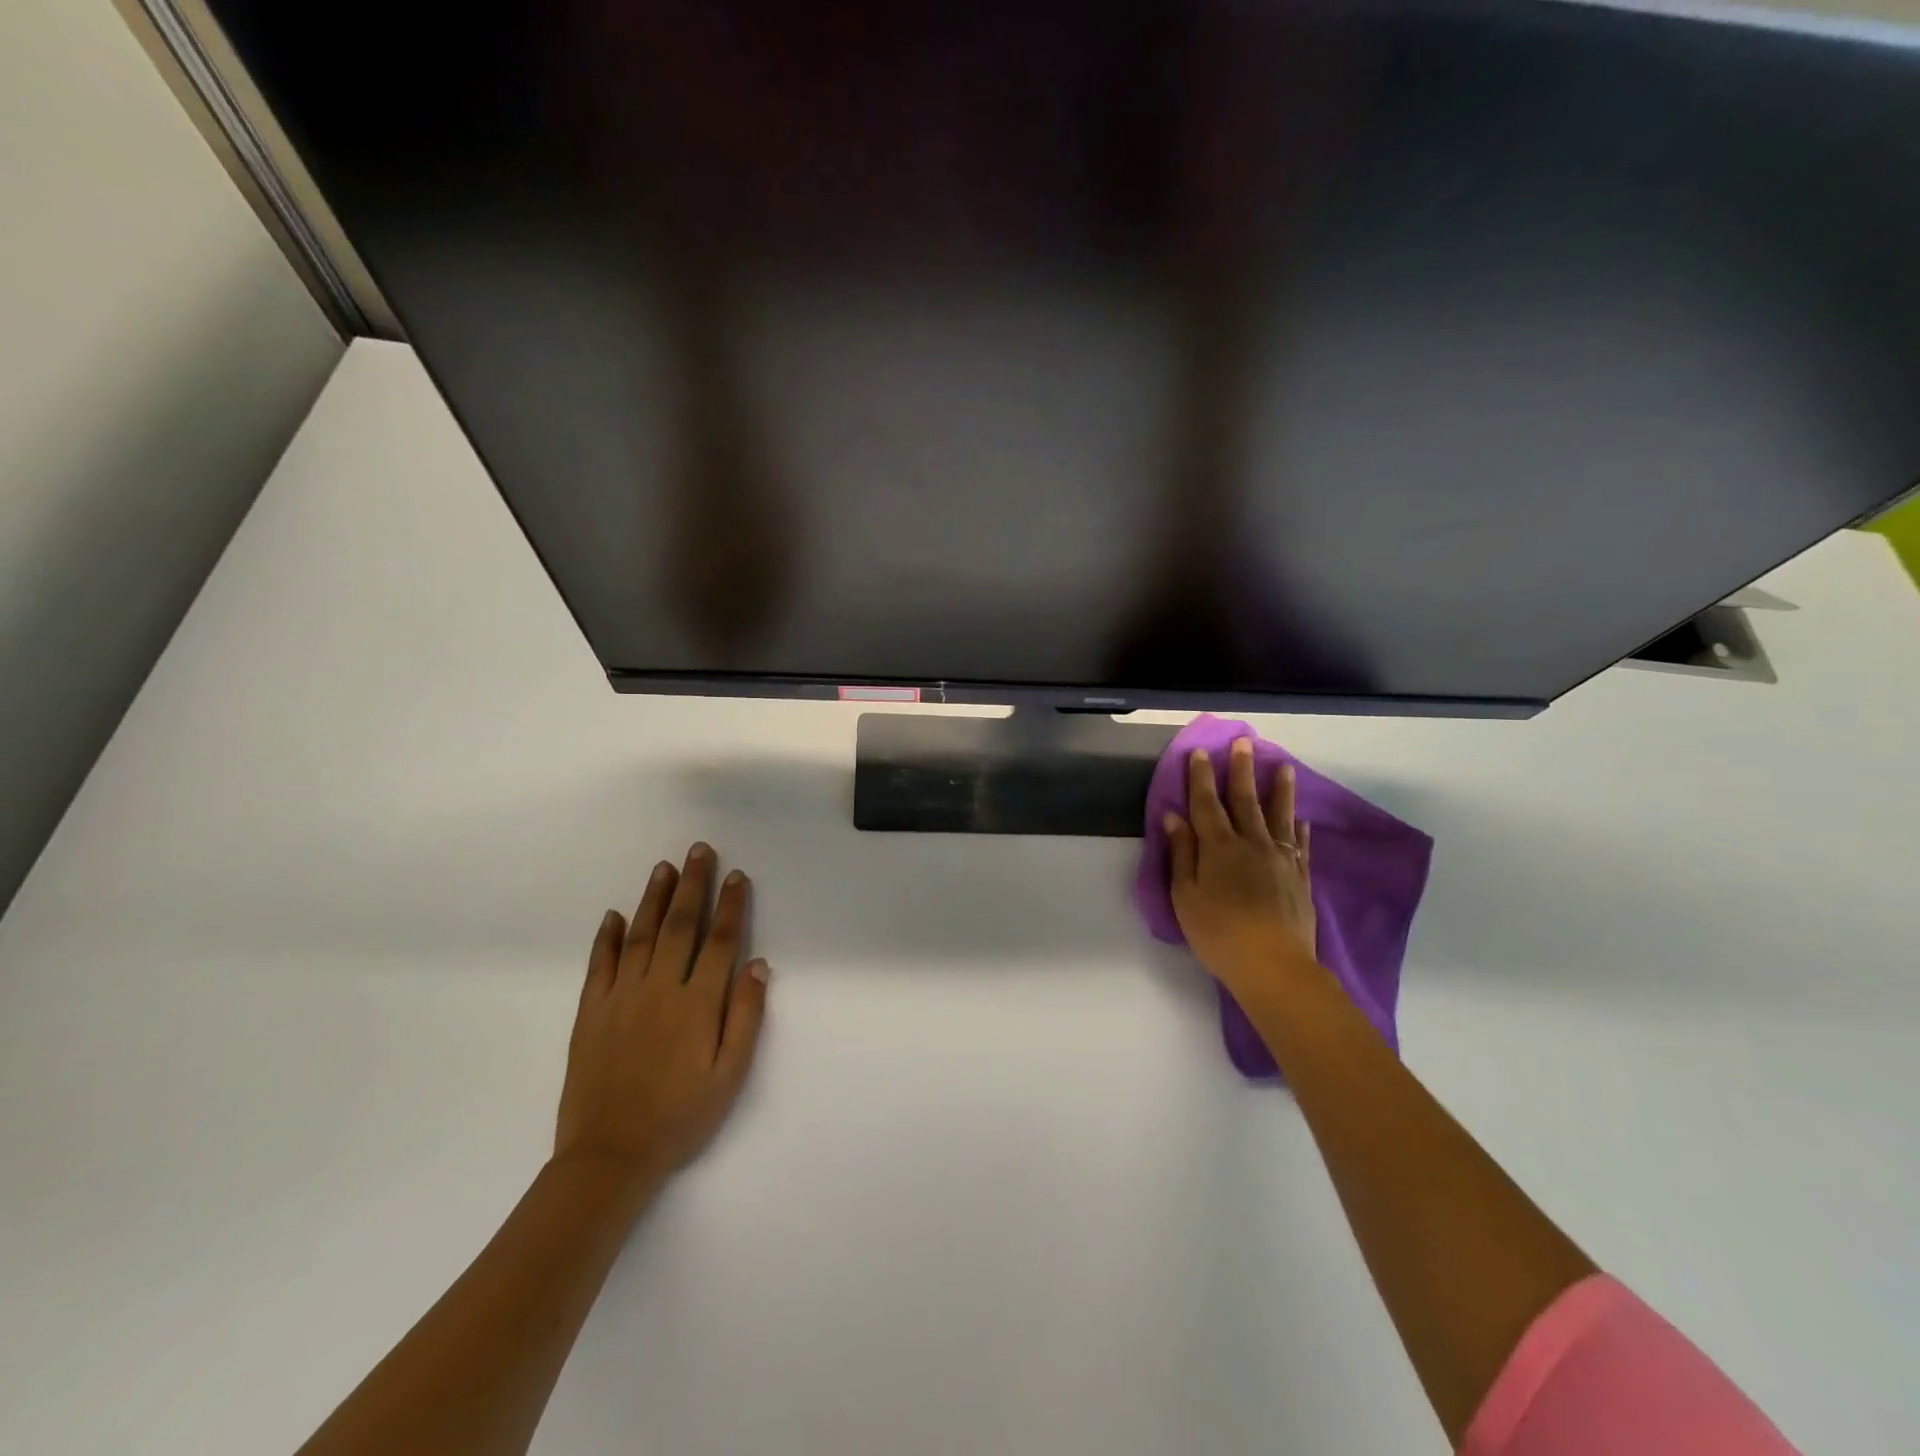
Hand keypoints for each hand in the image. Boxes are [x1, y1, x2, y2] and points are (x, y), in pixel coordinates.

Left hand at [554, 843, 769, 1184]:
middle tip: (700, 850)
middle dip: (693, 885)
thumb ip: (745, 1016)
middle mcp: (660, 988)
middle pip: (680, 925)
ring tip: (665, 867)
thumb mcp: (730, 1075)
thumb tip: (758, 964)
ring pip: (639, 935)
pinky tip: (612, 915)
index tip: (738, 876)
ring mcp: (620, 997)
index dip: (731, 906)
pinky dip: (605, 937)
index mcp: (697, 1003)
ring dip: (654, 898)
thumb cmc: (680, 1117)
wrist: (609, 1157)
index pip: (720, 941)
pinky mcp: (590, 1013)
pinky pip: (599, 965)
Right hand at [1164, 738, 1317, 994]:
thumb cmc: (1218, 933)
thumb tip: (1174, 816)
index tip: (1201, 752)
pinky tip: (1301, 817)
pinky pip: (1300, 844)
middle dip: (1241, 770)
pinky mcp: (1301, 878)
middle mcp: (1251, 844)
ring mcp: (1281, 859)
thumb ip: (1182, 853)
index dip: (1201, 777)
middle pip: (1244, 800)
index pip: (1206, 804)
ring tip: (1283, 766)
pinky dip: (1299, 828)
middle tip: (1244, 742)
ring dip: (1278, 789)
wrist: (1274, 966)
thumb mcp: (1186, 895)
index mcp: (1218, 847)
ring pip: (1278, 816)